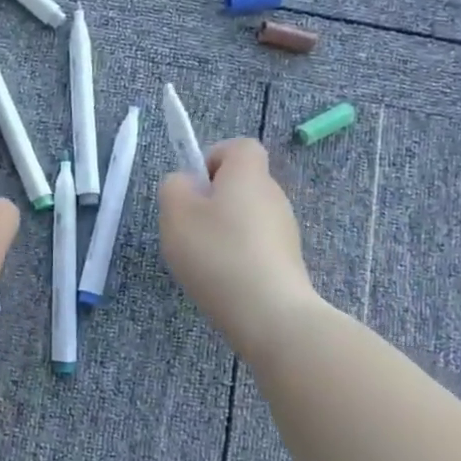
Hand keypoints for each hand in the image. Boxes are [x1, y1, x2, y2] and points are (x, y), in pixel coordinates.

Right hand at [159, 138, 317, 347]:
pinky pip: (254, 246)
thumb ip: (174, 187)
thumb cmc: (217, 253)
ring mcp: (284, 230)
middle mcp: (273, 195)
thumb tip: (187, 184)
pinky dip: (237, 256)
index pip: (238, 146)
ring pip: (245, 217)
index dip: (213, 159)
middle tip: (189, 228)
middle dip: (212, 200)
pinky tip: (223, 281)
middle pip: (240, 184)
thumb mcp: (176, 213)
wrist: (270, 314)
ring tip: (203, 261)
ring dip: (223, 231)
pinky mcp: (287, 261)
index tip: (194, 188)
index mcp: (248, 174)